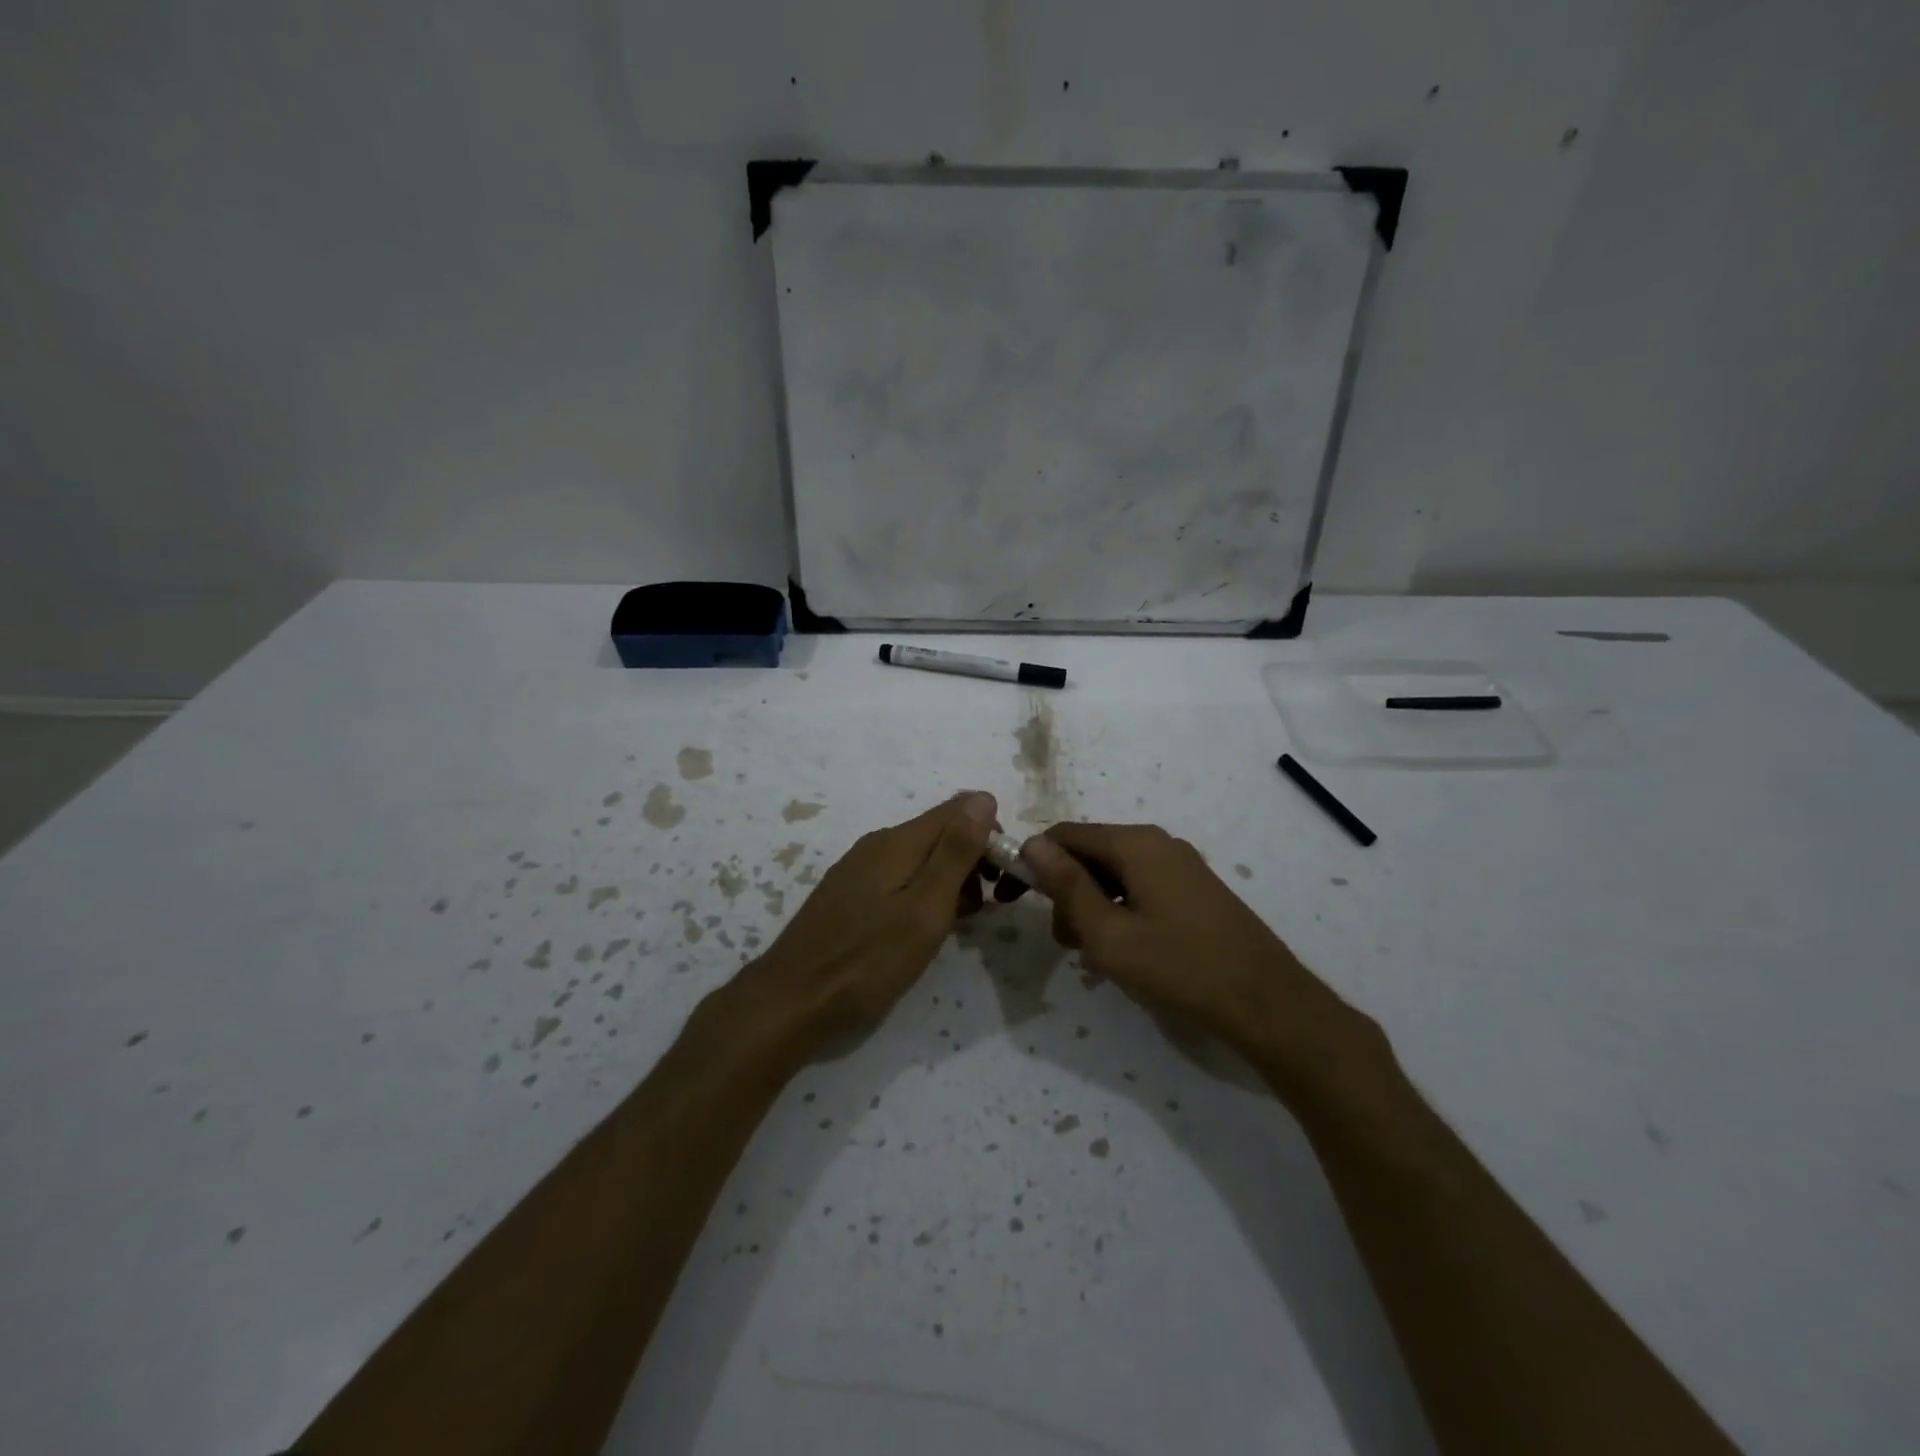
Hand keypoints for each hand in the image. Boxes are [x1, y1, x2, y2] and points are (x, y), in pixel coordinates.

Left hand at [733, 792, 996, 1045]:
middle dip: (971, 860)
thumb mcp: (925, 908)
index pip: (959, 810)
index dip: (989, 835)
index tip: (1004, 878)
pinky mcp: (847, 894)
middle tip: (985, 909)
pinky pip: (898, 878)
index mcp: (898, 841)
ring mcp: (858, 869)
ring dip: (949, 881)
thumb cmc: (869, 960)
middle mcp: (877, 844)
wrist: (792, 1001)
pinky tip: (921, 930)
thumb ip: (955, 852)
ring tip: (957, 925)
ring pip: (919, 858)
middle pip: (939, 833)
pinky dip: (921, 895)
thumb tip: (983, 798)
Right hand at [1019, 824, 1374, 1092]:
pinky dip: (1120, 914)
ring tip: (1094, 957)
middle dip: (1065, 892)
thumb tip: (1032, 843)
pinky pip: (1141, 890)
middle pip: (1091, 854)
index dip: (1031, 863)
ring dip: (1092, 908)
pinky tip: (1126, 953)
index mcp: (1135, 844)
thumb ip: (1067, 885)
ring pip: (1115, 875)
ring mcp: (1182, 866)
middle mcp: (1158, 843)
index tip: (1012, 900)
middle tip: (1065, 943)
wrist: (1268, 1004)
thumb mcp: (1108, 934)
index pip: (1064, 835)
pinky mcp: (1196, 891)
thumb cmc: (1180, 968)